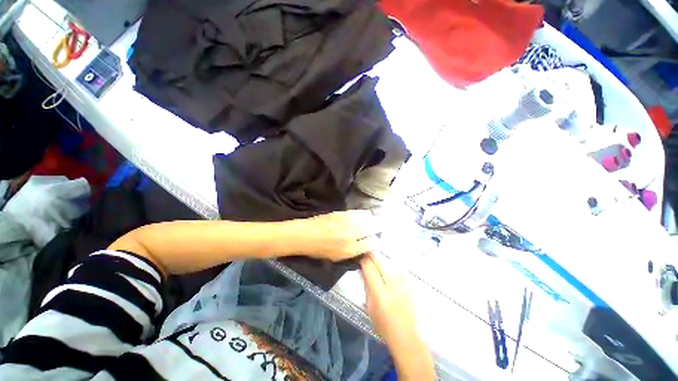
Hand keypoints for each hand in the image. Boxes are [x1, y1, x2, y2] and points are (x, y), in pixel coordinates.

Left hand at [301, 210, 379, 261]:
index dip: (376, 241)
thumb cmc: (319, 250)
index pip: (371, 243)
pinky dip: (363, 214)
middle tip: (381, 227)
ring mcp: (347, 222)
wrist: (305, 235)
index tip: (377, 239)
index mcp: (350, 249)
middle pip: (372, 228)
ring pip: (367, 218)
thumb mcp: (337, 257)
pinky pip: (358, 212)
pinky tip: (364, 215)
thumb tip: (367, 246)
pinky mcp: (342, 213)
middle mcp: (351, 235)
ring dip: (372, 219)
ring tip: (373, 220)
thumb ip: (354, 252)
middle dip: (379, 227)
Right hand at [361, 253, 435, 379]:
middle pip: (380, 261)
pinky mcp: (409, 284)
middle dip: (371, 255)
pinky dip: (390, 267)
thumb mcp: (369, 307)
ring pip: (389, 262)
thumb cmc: (383, 324)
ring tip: (376, 262)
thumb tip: (362, 270)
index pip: (370, 268)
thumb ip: (366, 286)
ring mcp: (403, 283)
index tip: (360, 258)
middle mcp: (392, 285)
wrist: (406, 336)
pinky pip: (397, 269)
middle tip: (366, 255)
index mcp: (380, 293)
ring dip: (380, 260)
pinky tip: (387, 271)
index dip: (363, 260)